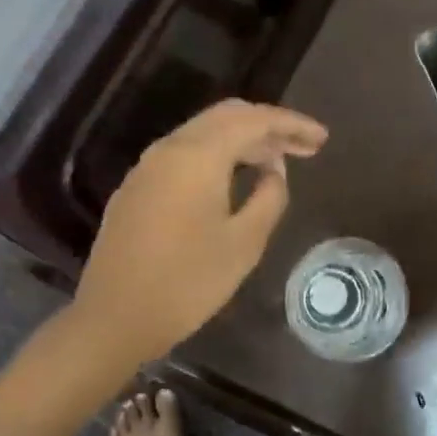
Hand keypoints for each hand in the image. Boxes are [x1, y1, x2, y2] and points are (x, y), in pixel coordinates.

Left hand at [73, 99, 327, 361]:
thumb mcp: (244, 243)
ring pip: (203, 134)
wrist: (115, 318)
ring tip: (276, 163)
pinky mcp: (137, 189)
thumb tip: (273, 171)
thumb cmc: (188, 283)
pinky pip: (185, 155)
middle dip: (268, 127)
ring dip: (243, 141)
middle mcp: (169, 149)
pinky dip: (217, 156)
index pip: (254, 120)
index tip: (322, 138)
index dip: (292, 124)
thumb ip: (269, 197)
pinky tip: (234, 179)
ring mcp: (147, 168)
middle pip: (226, 117)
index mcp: (198, 156)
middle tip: (303, 147)